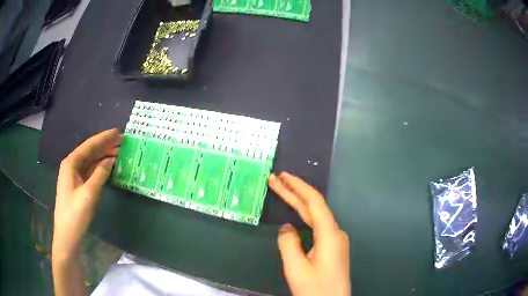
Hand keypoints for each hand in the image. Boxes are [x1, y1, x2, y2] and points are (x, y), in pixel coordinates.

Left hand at [53, 128, 120, 260]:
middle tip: (122, 141)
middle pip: (89, 151)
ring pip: (90, 161)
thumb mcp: (88, 194)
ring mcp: (74, 176)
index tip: (118, 132)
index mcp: (70, 163)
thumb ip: (100, 174)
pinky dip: (100, 167)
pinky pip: (90, 171)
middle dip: (105, 145)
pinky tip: (109, 166)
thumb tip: (111, 160)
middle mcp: (71, 166)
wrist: (67, 235)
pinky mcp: (78, 186)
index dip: (103, 138)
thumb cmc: (75, 214)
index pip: (89, 146)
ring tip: (118, 152)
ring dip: (103, 156)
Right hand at [269, 172, 350, 295]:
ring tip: (282, 190)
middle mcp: (336, 232)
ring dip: (299, 204)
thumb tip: (286, 227)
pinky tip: (295, 215)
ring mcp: (336, 240)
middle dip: (294, 192)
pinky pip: (317, 226)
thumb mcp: (296, 268)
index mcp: (329, 234)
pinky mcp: (333, 247)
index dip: (298, 186)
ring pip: (316, 216)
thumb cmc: (315, 288)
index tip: (283, 176)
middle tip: (276, 179)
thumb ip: (288, 244)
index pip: (314, 202)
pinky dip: (304, 217)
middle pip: (314, 207)